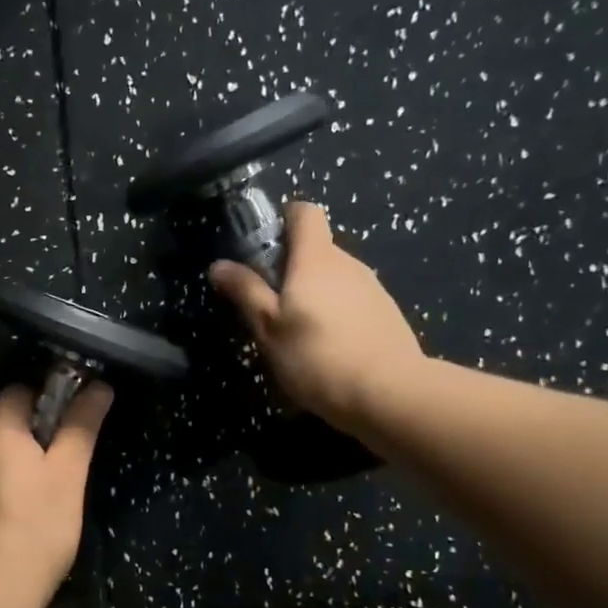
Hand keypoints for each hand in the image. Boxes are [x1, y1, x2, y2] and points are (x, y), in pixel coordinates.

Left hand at [0, 381, 113, 590]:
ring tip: (36, 502)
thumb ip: (81, 426)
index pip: (14, 393)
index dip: (40, 398)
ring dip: (8, 470)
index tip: (64, 419)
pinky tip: (10, 525)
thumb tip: (98, 386)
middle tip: (58, 466)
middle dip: (27, 440)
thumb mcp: (69, 473)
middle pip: (1, 430)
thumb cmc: (39, 524)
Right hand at [209, 201, 425, 429]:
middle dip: (290, 268)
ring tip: (296, 334)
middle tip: (268, 305)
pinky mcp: (386, 314)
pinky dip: (335, 314)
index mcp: (316, 258)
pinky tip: (327, 349)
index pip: (304, 213)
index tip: (262, 248)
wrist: (389, 394)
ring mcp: (372, 288)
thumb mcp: (268, 327)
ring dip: (313, 294)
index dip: (282, 220)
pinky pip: (351, 301)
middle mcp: (348, 263)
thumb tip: (218, 264)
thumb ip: (245, 291)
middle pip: (316, 249)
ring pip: (333, 278)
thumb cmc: (317, 356)